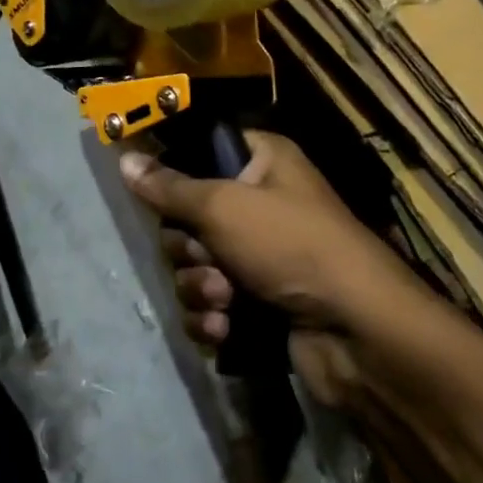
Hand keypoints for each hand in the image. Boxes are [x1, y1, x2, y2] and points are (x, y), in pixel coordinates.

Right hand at [120, 131, 422, 400]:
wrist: (356, 331)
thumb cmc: (290, 245)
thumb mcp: (224, 206)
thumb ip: (169, 187)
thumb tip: (125, 159)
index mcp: (262, 163)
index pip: (202, 152)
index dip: (176, 174)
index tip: (154, 193)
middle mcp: (260, 203)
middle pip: (189, 219)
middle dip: (189, 248)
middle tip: (208, 258)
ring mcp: (260, 257)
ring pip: (196, 267)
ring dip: (201, 287)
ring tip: (226, 300)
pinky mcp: (258, 304)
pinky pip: (211, 305)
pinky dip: (212, 318)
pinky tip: (226, 328)